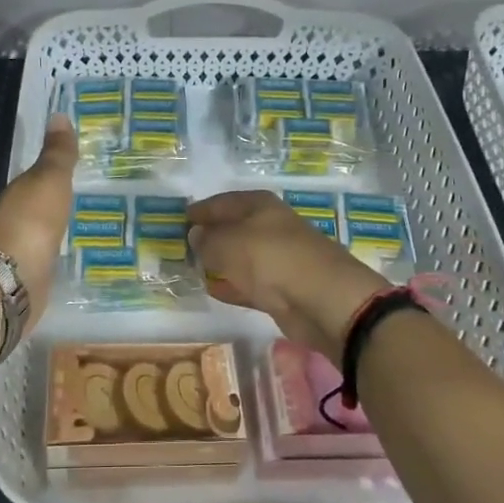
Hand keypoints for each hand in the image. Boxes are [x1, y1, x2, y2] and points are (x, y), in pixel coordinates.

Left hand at [0, 113, 76, 331]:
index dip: (54, 172)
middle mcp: (16, 222)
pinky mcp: (30, 282)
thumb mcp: (49, 180)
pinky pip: (47, 263)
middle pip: (38, 208)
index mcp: (18, 194)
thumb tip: (59, 114)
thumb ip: (57, 154)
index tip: (76, 167)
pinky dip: (56, 259)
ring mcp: (21, 255)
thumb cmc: (30, 222)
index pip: (36, 179)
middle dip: (57, 203)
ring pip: (43, 236)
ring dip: (56, 231)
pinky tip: (72, 260)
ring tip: (87, 228)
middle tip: (89, 197)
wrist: (9, 281)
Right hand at [187, 190, 387, 353]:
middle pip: (234, 228)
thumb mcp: (227, 244)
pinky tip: (212, 289)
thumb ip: (207, 240)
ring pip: (241, 256)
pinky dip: (232, 284)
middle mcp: (270, 227)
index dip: (201, 210)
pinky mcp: (282, 289)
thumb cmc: (271, 259)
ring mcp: (278, 258)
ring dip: (220, 261)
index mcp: (260, 205)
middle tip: (182, 246)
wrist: (323, 300)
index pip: (222, 202)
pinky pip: (249, 282)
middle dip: (210, 236)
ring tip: (192, 268)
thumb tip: (195, 235)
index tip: (180, 219)